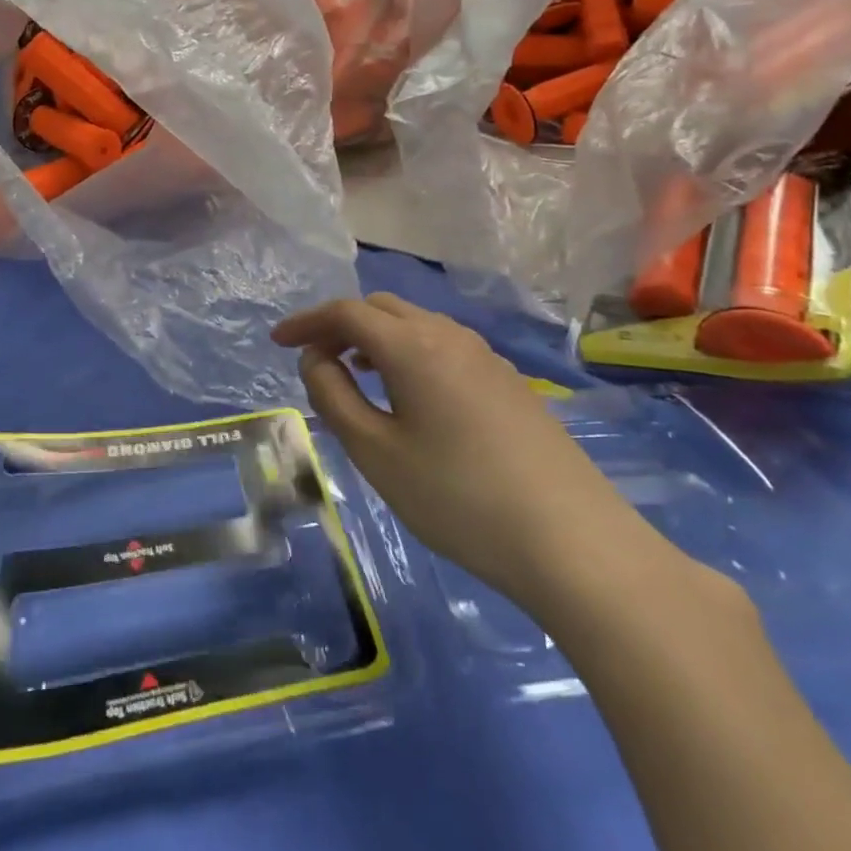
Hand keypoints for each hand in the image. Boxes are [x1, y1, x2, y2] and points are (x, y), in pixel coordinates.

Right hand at [272, 294, 686, 617]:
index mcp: (412, 345)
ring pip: (416, 326)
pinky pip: (443, 347)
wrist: (573, 541)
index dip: (306, 322)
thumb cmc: (458, 497)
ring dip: (376, 339)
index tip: (276, 341)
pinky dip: (409, 354)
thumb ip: (334, 397)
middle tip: (314, 359)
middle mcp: (449, 335)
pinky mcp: (508, 382)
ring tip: (355, 374)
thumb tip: (317, 360)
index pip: (346, 312)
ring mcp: (485, 357)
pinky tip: (409, 396)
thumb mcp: (377, 453)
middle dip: (341, 325)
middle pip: (382, 309)